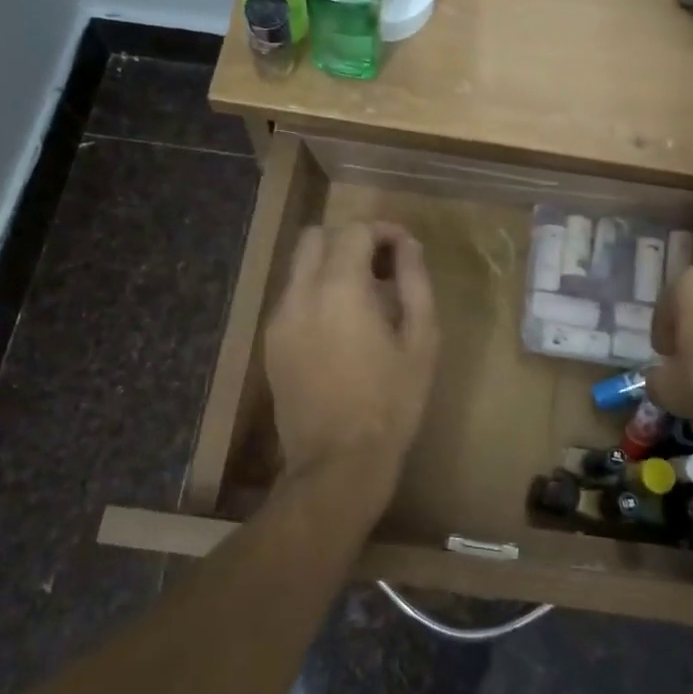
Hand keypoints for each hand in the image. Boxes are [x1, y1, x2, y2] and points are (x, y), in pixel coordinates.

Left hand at [264, 223, 439, 516]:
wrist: (338, 463)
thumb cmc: (391, 402)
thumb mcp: (421, 340)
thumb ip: (415, 282)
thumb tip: (409, 245)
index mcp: (339, 288)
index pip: (354, 230)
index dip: (382, 230)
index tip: (404, 249)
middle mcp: (300, 294)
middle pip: (315, 237)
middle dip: (349, 240)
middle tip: (380, 267)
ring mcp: (279, 319)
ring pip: (299, 267)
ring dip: (330, 266)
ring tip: (363, 300)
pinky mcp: (270, 343)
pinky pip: (292, 298)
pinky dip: (315, 293)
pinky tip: (340, 327)